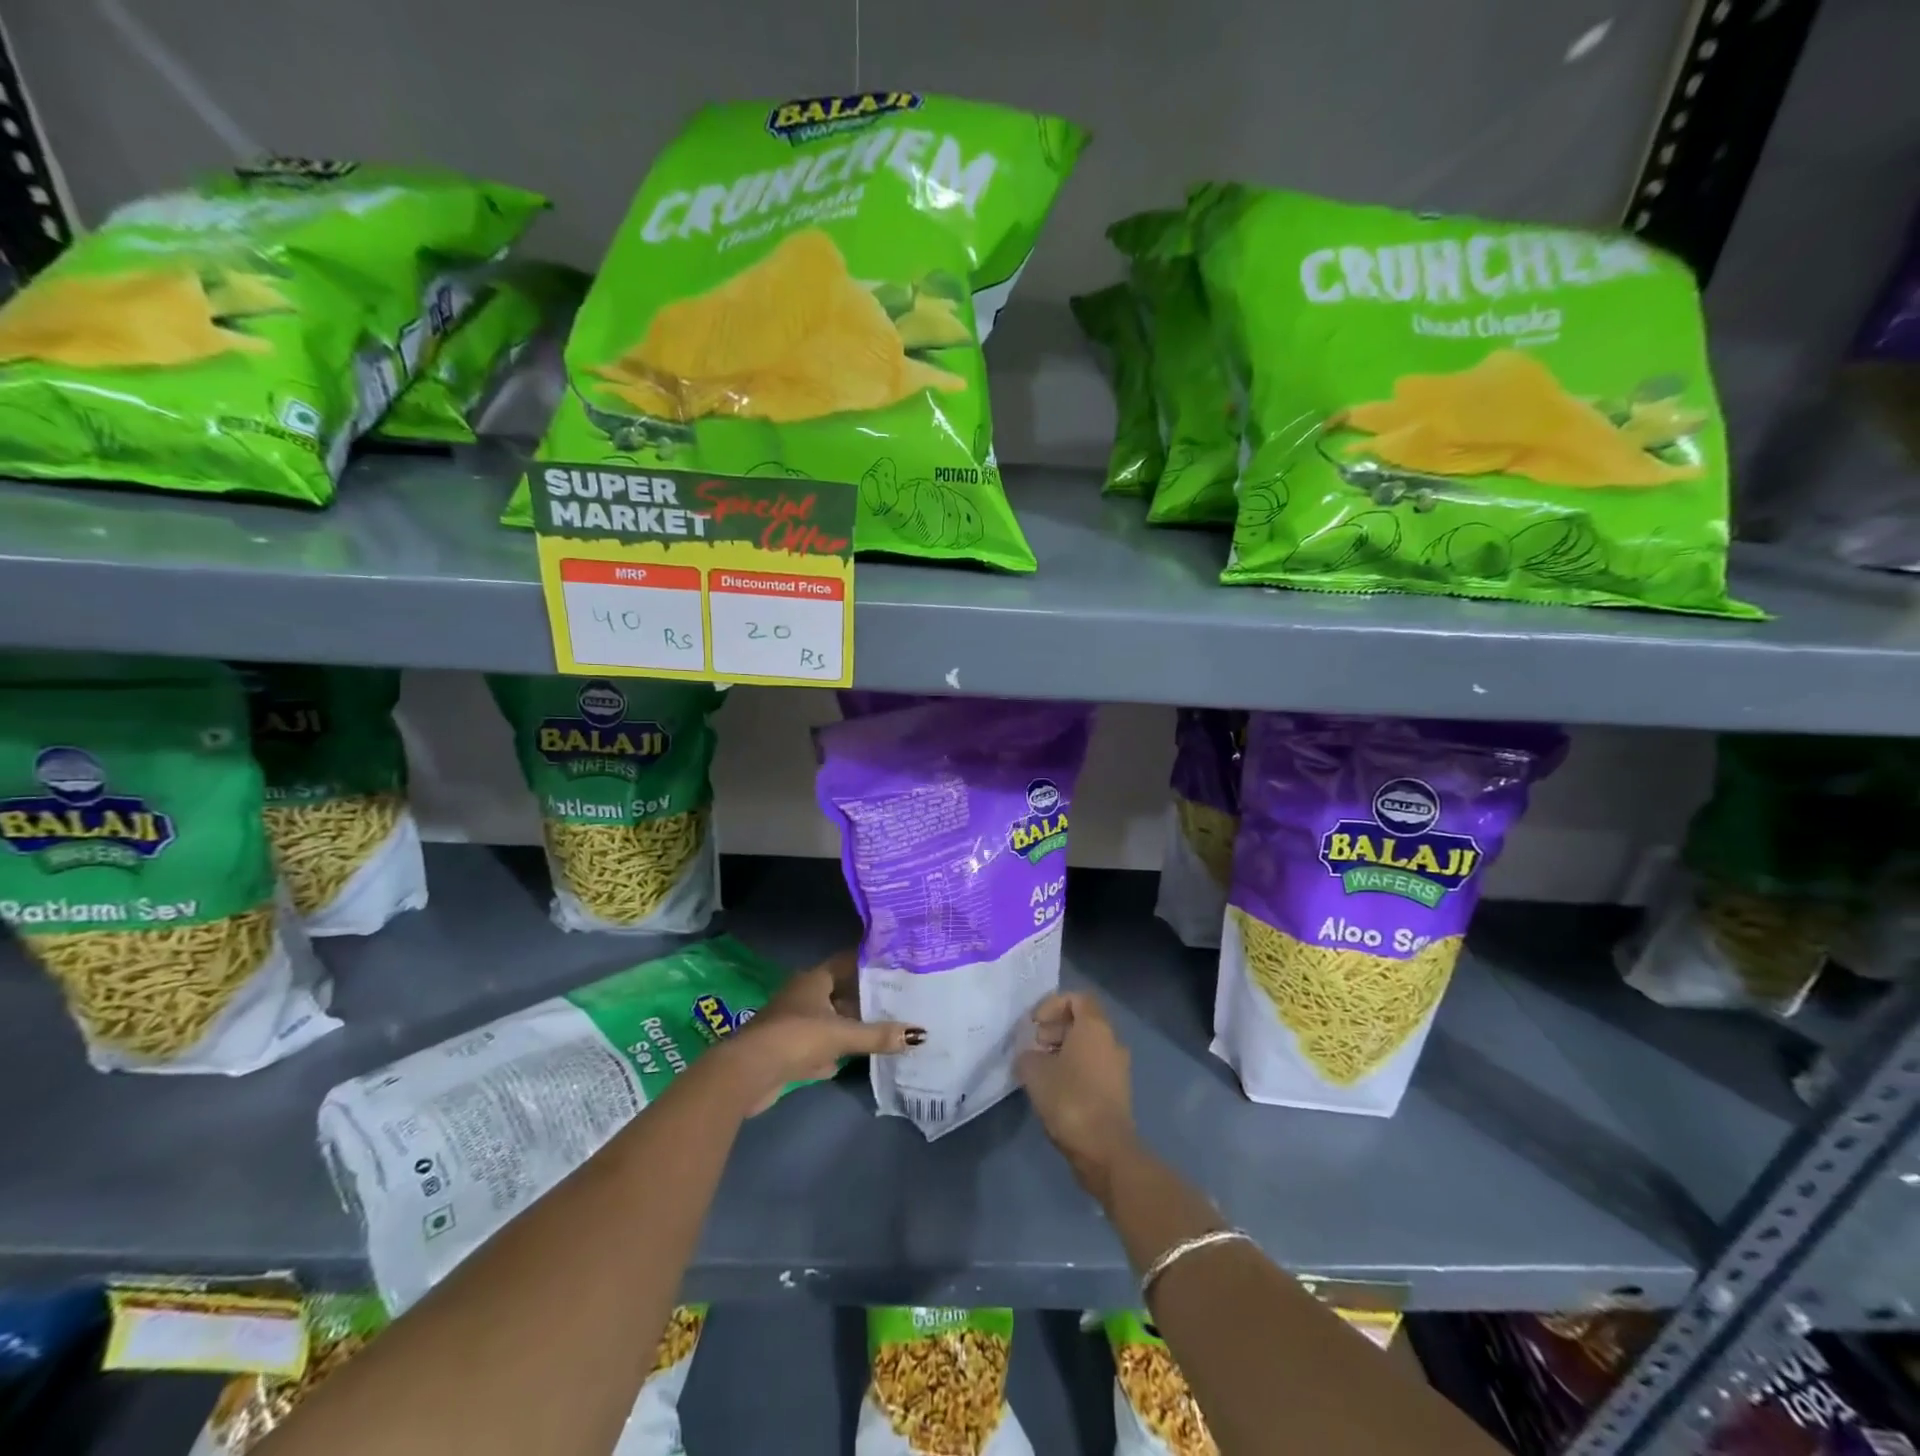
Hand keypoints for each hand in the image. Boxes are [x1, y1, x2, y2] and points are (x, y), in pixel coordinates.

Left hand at [722, 952, 919, 1113]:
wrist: (747, 1073)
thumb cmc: (795, 1038)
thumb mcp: (841, 1035)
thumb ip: (878, 1035)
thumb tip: (919, 1034)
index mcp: (814, 980)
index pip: (847, 962)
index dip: (869, 963)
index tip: (896, 966)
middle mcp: (803, 996)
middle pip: (840, 992)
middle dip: (865, 998)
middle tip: (897, 1000)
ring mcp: (792, 1023)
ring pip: (829, 1020)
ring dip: (849, 1026)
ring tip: (883, 1029)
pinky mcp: (786, 1051)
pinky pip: (817, 1046)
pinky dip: (833, 1052)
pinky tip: (849, 1061)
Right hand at [1017, 992, 1137, 1200]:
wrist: (1105, 1150)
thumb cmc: (1070, 1099)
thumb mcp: (1034, 1071)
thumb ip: (1026, 1055)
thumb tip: (1028, 1055)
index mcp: (1095, 1027)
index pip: (1076, 998)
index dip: (1051, 1005)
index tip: (1033, 1025)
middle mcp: (1112, 1041)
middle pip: (1082, 1021)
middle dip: (1055, 1028)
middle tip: (1033, 1046)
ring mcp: (1118, 1067)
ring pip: (1087, 1046)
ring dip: (1062, 1050)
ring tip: (1039, 1070)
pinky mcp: (1118, 1091)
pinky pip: (1093, 1067)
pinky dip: (1074, 1069)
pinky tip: (1054, 1089)